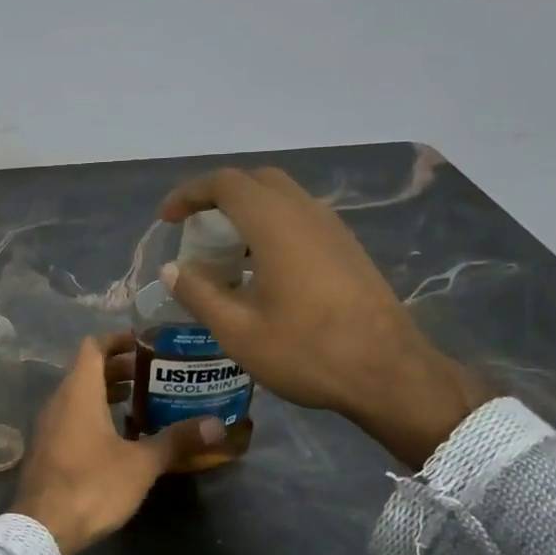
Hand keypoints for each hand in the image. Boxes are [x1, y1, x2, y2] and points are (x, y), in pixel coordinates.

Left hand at [12, 332, 222, 554]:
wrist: (41, 528)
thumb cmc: (92, 485)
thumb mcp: (141, 463)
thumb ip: (176, 440)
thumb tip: (216, 424)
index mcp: (79, 392)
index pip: (93, 347)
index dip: (118, 339)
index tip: (145, 342)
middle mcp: (59, 402)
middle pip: (87, 371)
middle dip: (119, 368)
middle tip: (153, 374)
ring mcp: (48, 427)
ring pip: (78, 396)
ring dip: (106, 392)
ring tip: (141, 400)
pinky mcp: (46, 450)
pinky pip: (71, 418)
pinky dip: (93, 414)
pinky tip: (118, 436)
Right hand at [159, 166, 488, 467]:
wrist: (388, 372)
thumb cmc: (306, 351)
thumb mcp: (238, 331)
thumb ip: (199, 294)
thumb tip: (171, 270)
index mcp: (275, 224)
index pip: (225, 184)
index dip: (190, 194)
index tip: (167, 219)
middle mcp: (306, 213)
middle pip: (257, 182)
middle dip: (219, 197)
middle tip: (196, 230)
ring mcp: (333, 229)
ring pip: (283, 199)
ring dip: (249, 213)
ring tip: (226, 254)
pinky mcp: (348, 250)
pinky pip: (302, 220)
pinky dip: (272, 228)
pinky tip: (263, 271)